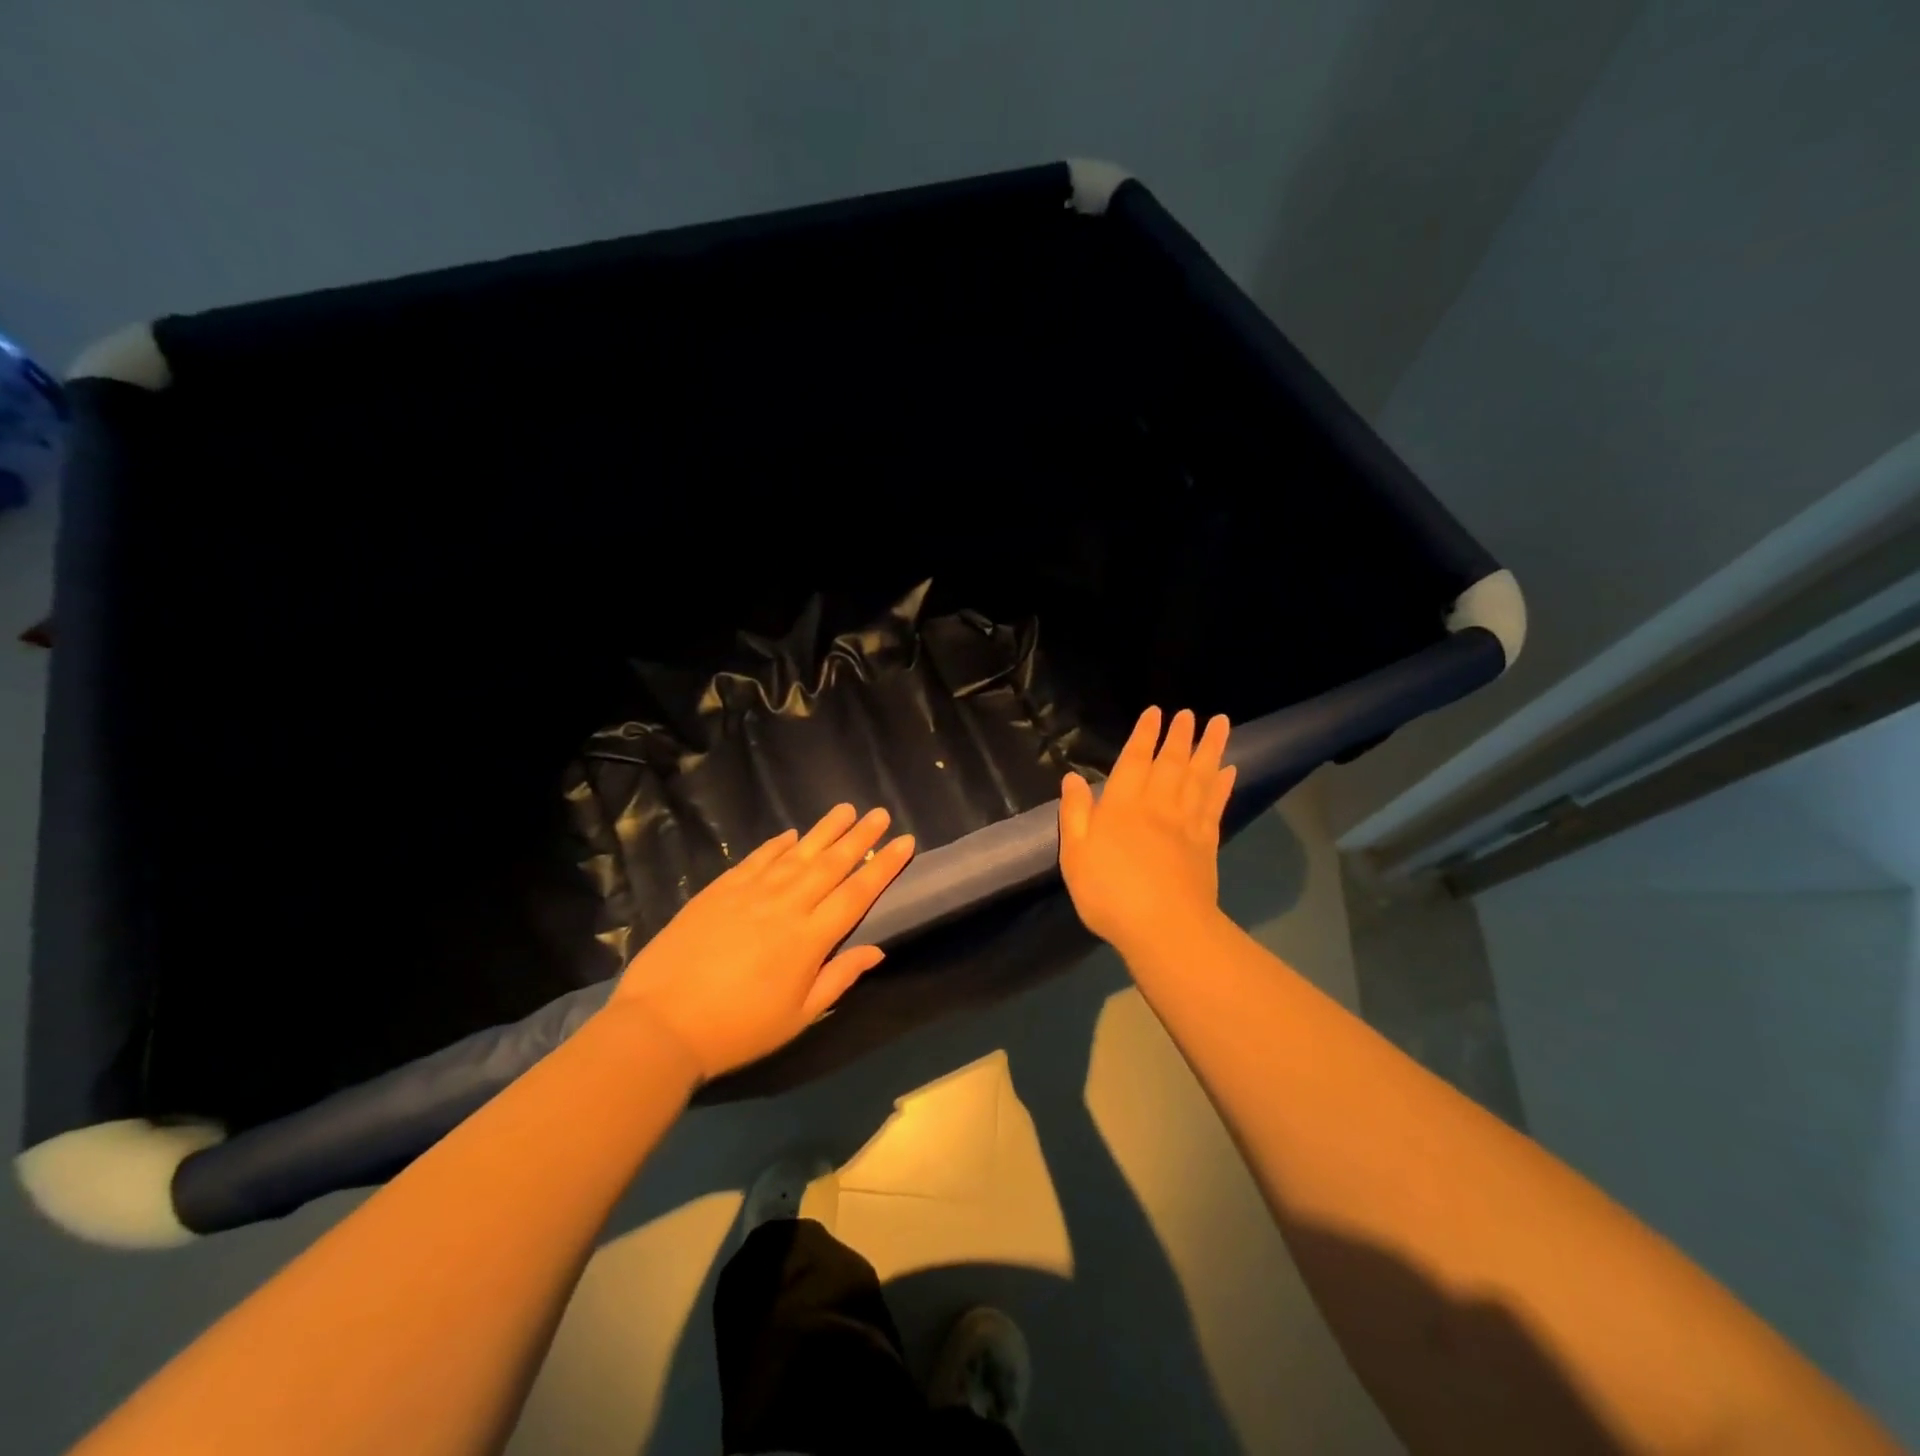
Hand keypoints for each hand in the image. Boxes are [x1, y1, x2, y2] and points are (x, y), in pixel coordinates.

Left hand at [609, 805, 914, 1080]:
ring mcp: (750, 893)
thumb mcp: (798, 1017)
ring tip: (845, 808)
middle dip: (860, 837)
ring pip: (796, 853)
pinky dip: (776, 844)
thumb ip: (838, 979)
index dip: (884, 866)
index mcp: (810, 938)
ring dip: (824, 830)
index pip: (857, 893)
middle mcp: (786, 905)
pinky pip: (756, 859)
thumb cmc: (738, 1029)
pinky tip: (790, 834)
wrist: (661, 1024)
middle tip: (880, 813)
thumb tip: (877, 951)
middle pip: (831, 864)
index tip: (906, 841)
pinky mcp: (719, 890)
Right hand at [1058, 707, 1234, 959]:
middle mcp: (1157, 805)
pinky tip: (1230, 771)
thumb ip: (1074, 813)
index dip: (1144, 735)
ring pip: (1200, 777)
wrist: (1164, 927)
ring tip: (1220, 724)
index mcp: (1122, 806)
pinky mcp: (1206, 844)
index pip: (1134, 761)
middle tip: (1188, 713)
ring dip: (1210, 749)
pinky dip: (1223, 785)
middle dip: (1179, 735)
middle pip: (1171, 762)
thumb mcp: (1075, 854)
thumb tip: (1071, 777)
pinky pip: (1215, 806)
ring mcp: (1186, 823)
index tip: (1155, 713)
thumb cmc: (1109, 892)